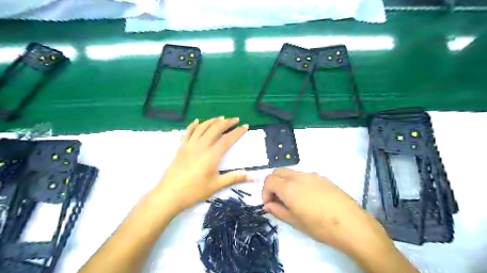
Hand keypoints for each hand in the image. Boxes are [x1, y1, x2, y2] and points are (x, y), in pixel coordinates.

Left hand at [153, 116, 250, 213]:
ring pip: (202, 127)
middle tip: (235, 119)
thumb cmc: (195, 191)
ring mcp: (190, 145)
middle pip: (215, 129)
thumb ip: (235, 178)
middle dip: (227, 122)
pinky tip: (197, 121)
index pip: (228, 139)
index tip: (245, 126)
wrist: (170, 194)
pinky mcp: (181, 147)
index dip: (237, 132)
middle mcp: (201, 146)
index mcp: (212, 155)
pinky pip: (188, 132)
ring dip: (212, 121)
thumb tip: (254, 177)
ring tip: (220, 118)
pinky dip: (193, 125)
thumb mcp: (217, 185)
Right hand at [262, 168, 390, 257]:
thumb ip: (278, 211)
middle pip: (278, 172)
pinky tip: (307, 198)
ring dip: (285, 182)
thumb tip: (268, 205)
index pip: (269, 180)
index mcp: (289, 187)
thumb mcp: (296, 222)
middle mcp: (299, 176)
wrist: (352, 224)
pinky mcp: (322, 177)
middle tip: (278, 200)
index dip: (265, 191)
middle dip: (273, 184)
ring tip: (292, 200)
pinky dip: (297, 182)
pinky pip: (303, 175)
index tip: (269, 204)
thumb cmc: (321, 227)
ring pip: (291, 173)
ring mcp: (312, 175)